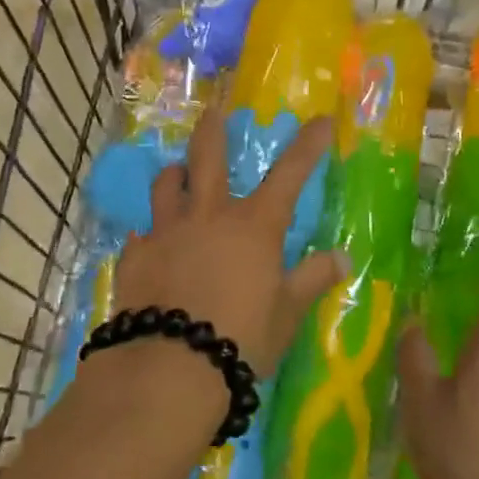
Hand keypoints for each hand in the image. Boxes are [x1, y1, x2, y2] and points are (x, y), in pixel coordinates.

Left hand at [113, 88, 347, 373]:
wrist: (170, 367)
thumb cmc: (241, 338)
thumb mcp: (287, 313)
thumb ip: (313, 279)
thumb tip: (342, 258)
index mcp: (254, 226)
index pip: (290, 174)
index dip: (307, 145)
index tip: (320, 119)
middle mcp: (209, 216)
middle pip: (208, 157)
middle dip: (213, 129)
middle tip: (214, 110)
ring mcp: (167, 232)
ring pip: (166, 185)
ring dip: (174, 174)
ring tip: (176, 173)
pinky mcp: (136, 256)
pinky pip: (140, 233)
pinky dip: (147, 233)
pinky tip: (147, 242)